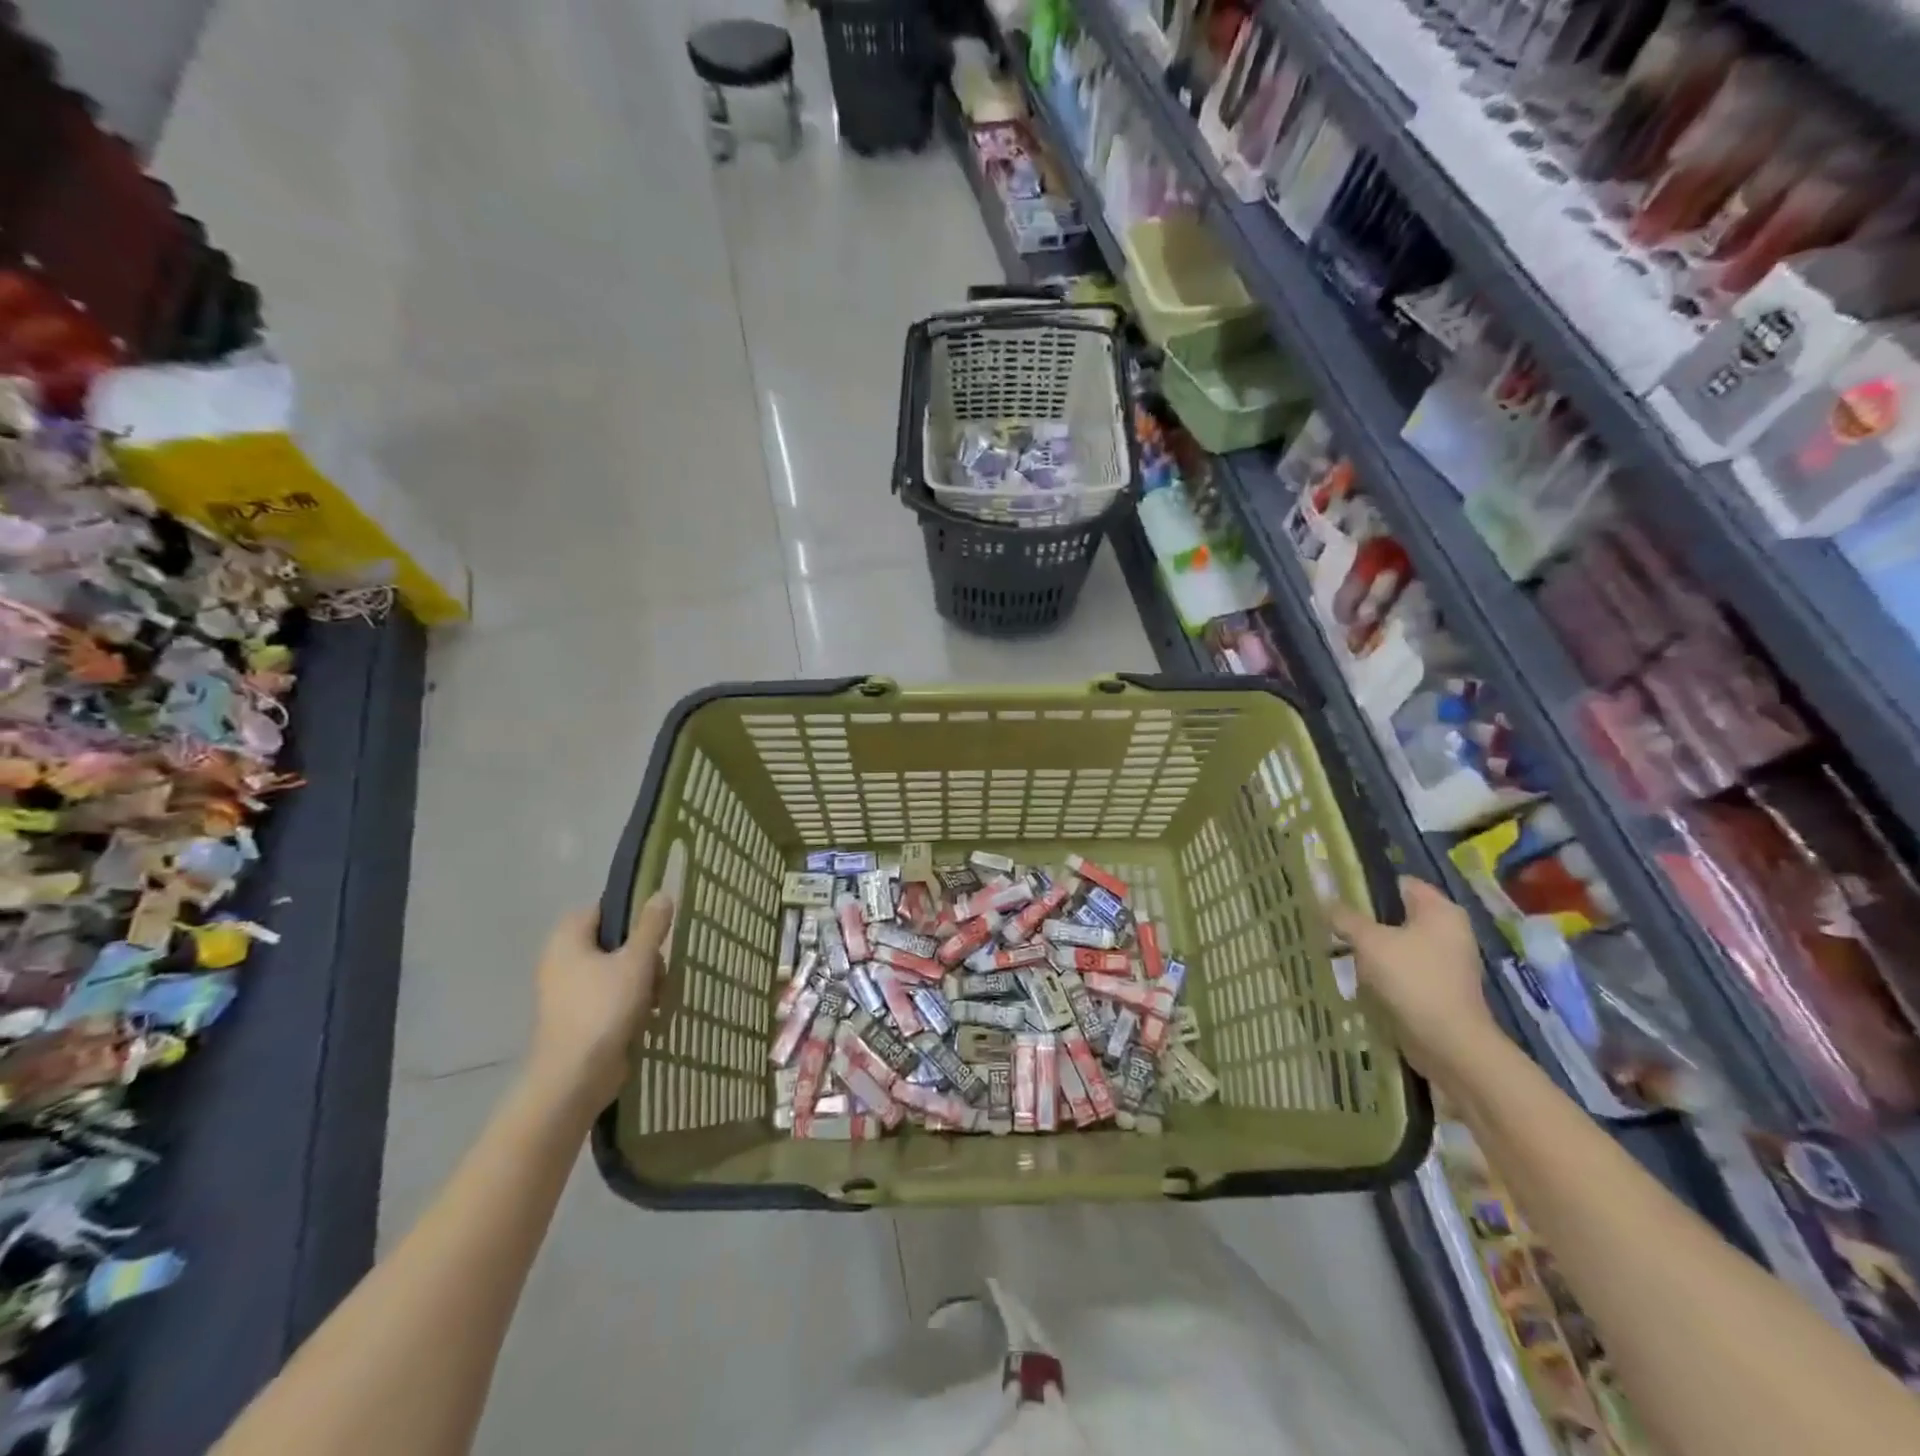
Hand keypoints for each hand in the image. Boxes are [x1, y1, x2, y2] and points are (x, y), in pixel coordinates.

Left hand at [527, 894, 672, 1110]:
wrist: (574, 1078)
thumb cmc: (604, 1009)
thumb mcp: (637, 961)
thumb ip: (651, 926)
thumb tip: (661, 893)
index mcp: (568, 939)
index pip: (605, 910)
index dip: (633, 917)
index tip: (657, 933)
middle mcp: (562, 960)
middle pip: (616, 942)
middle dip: (645, 957)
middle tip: (659, 974)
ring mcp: (568, 992)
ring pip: (618, 971)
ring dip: (644, 982)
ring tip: (656, 1001)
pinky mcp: (578, 1018)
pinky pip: (611, 997)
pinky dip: (631, 1004)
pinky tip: (648, 1018)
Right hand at [1329, 876, 1499, 1081]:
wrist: (1449, 1044)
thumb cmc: (1413, 980)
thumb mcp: (1370, 942)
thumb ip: (1345, 917)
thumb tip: (1323, 898)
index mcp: (1441, 911)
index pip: (1400, 883)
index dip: (1368, 885)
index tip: (1336, 894)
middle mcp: (1449, 931)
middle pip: (1398, 913)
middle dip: (1365, 919)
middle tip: (1332, 922)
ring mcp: (1447, 961)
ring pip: (1398, 942)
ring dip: (1371, 947)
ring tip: (1338, 949)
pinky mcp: (1439, 987)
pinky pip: (1404, 968)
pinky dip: (1383, 970)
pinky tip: (1359, 977)